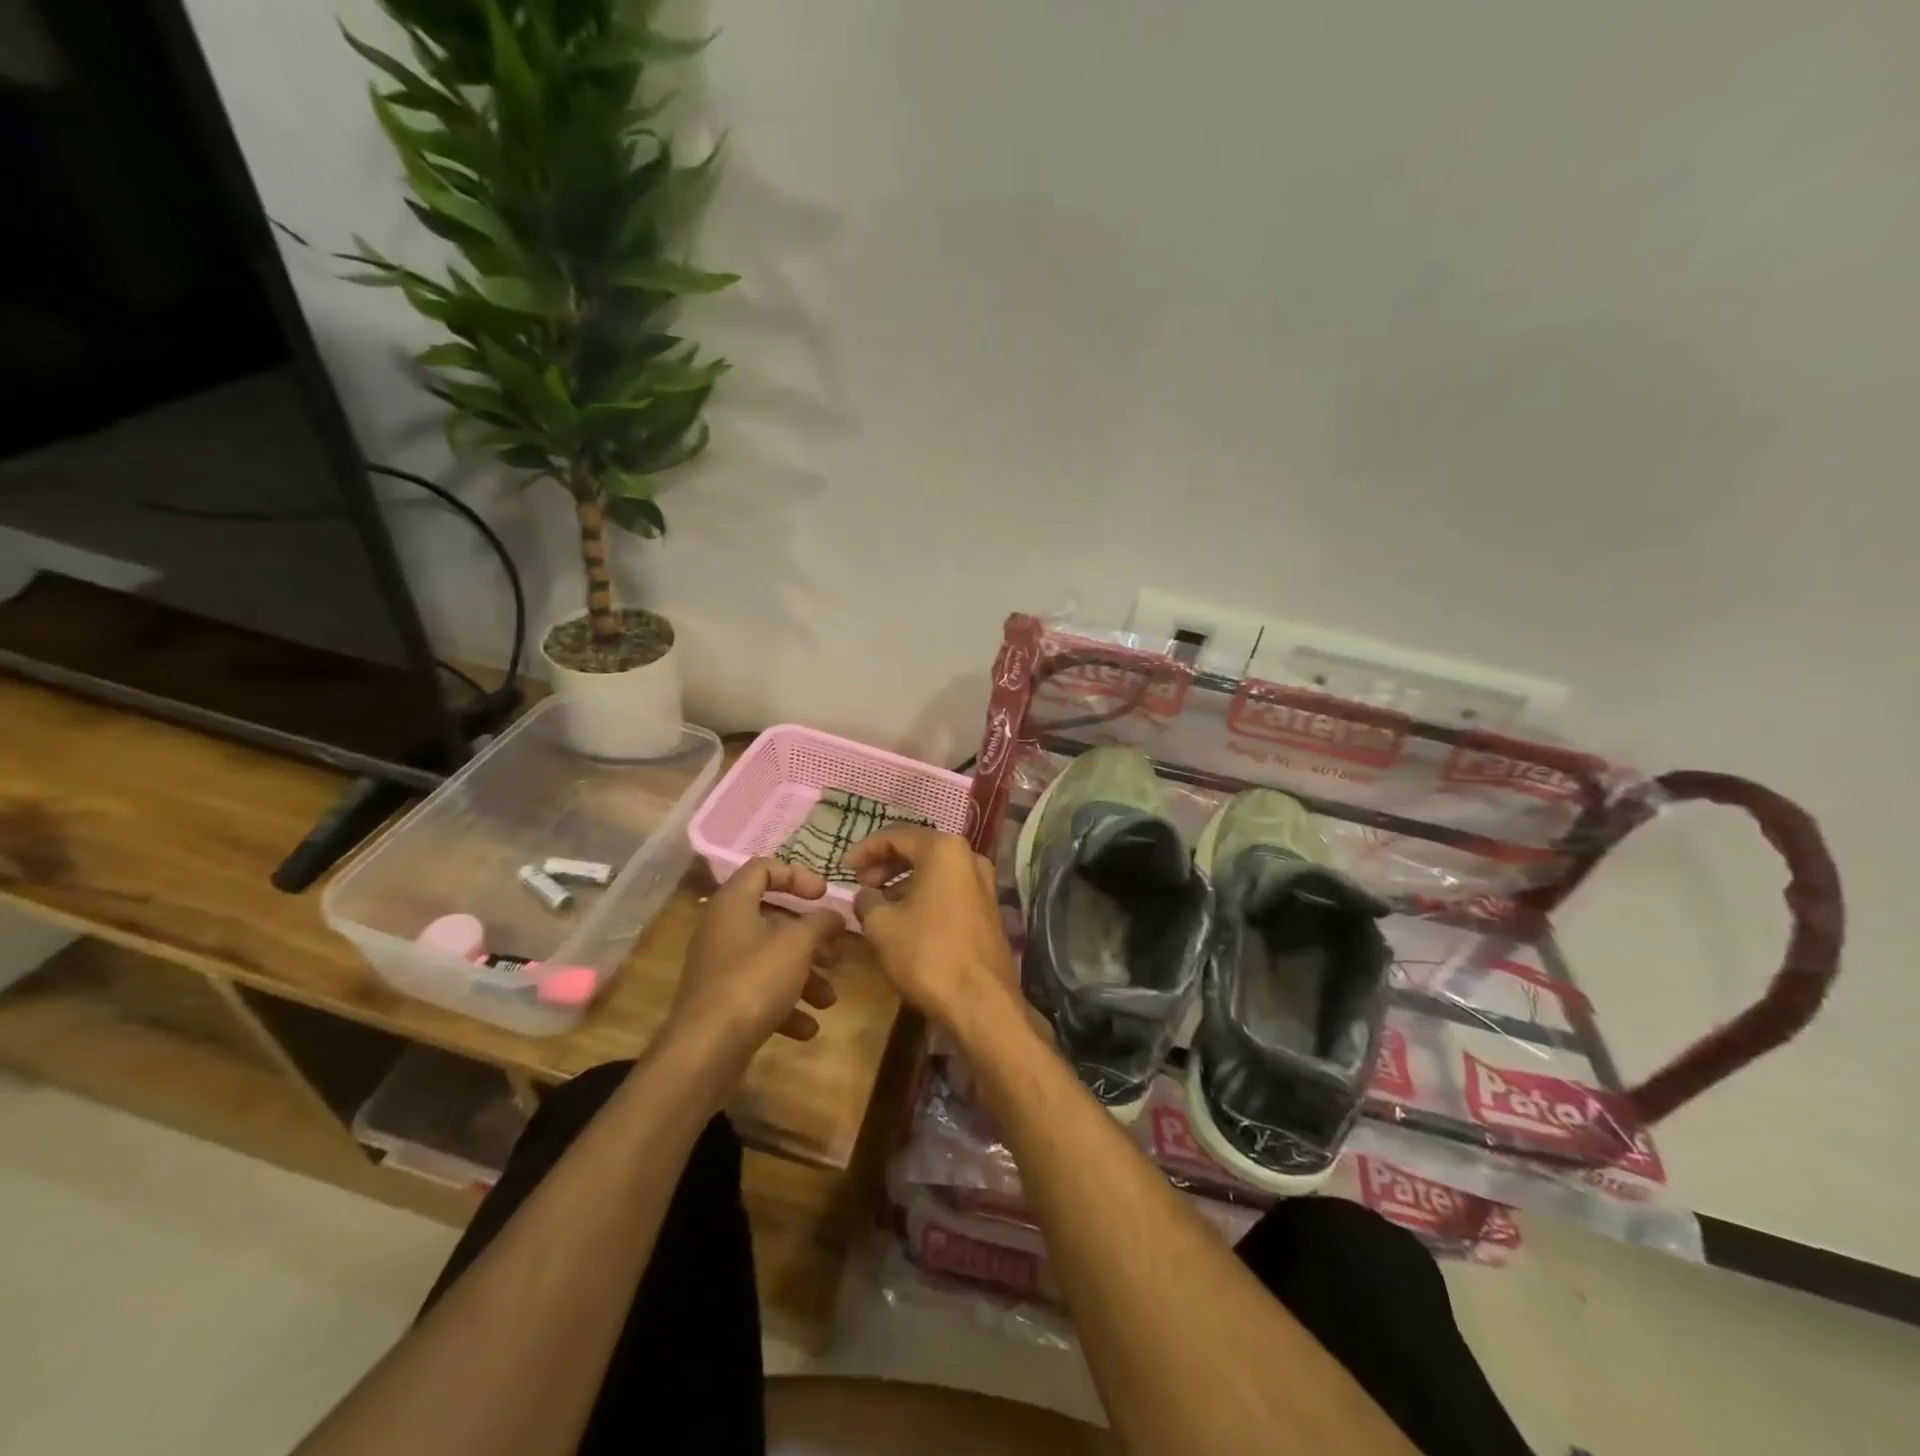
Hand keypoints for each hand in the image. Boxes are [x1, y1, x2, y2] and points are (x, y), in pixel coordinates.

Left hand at [665, 859, 844, 1085]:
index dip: (796, 875)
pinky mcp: (722, 1004)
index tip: (824, 895)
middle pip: (772, 920)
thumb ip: (820, 923)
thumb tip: (835, 915)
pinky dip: (785, 1006)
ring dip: (804, 977)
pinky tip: (808, 1028)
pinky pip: (760, 993)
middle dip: (810, 938)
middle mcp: (722, 931)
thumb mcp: (796, 945)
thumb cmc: (753, 982)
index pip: (763, 869)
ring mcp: (720, 969)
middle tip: (836, 952)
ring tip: (829, 998)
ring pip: (770, 960)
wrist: (705, 1051)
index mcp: (733, 905)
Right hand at [847, 826, 1016, 1031]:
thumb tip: (865, 896)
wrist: (981, 1002)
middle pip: (918, 849)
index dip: (865, 850)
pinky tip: (905, 918)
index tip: (843, 868)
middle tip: (861, 884)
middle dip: (886, 864)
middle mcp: (969, 857)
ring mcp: (983, 883)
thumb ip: (867, 901)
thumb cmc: (927, 954)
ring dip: (904, 881)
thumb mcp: (882, 926)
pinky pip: (949, 889)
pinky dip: (924, 895)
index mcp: (944, 850)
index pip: (896, 836)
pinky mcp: (988, 908)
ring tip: (878, 904)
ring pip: (935, 870)